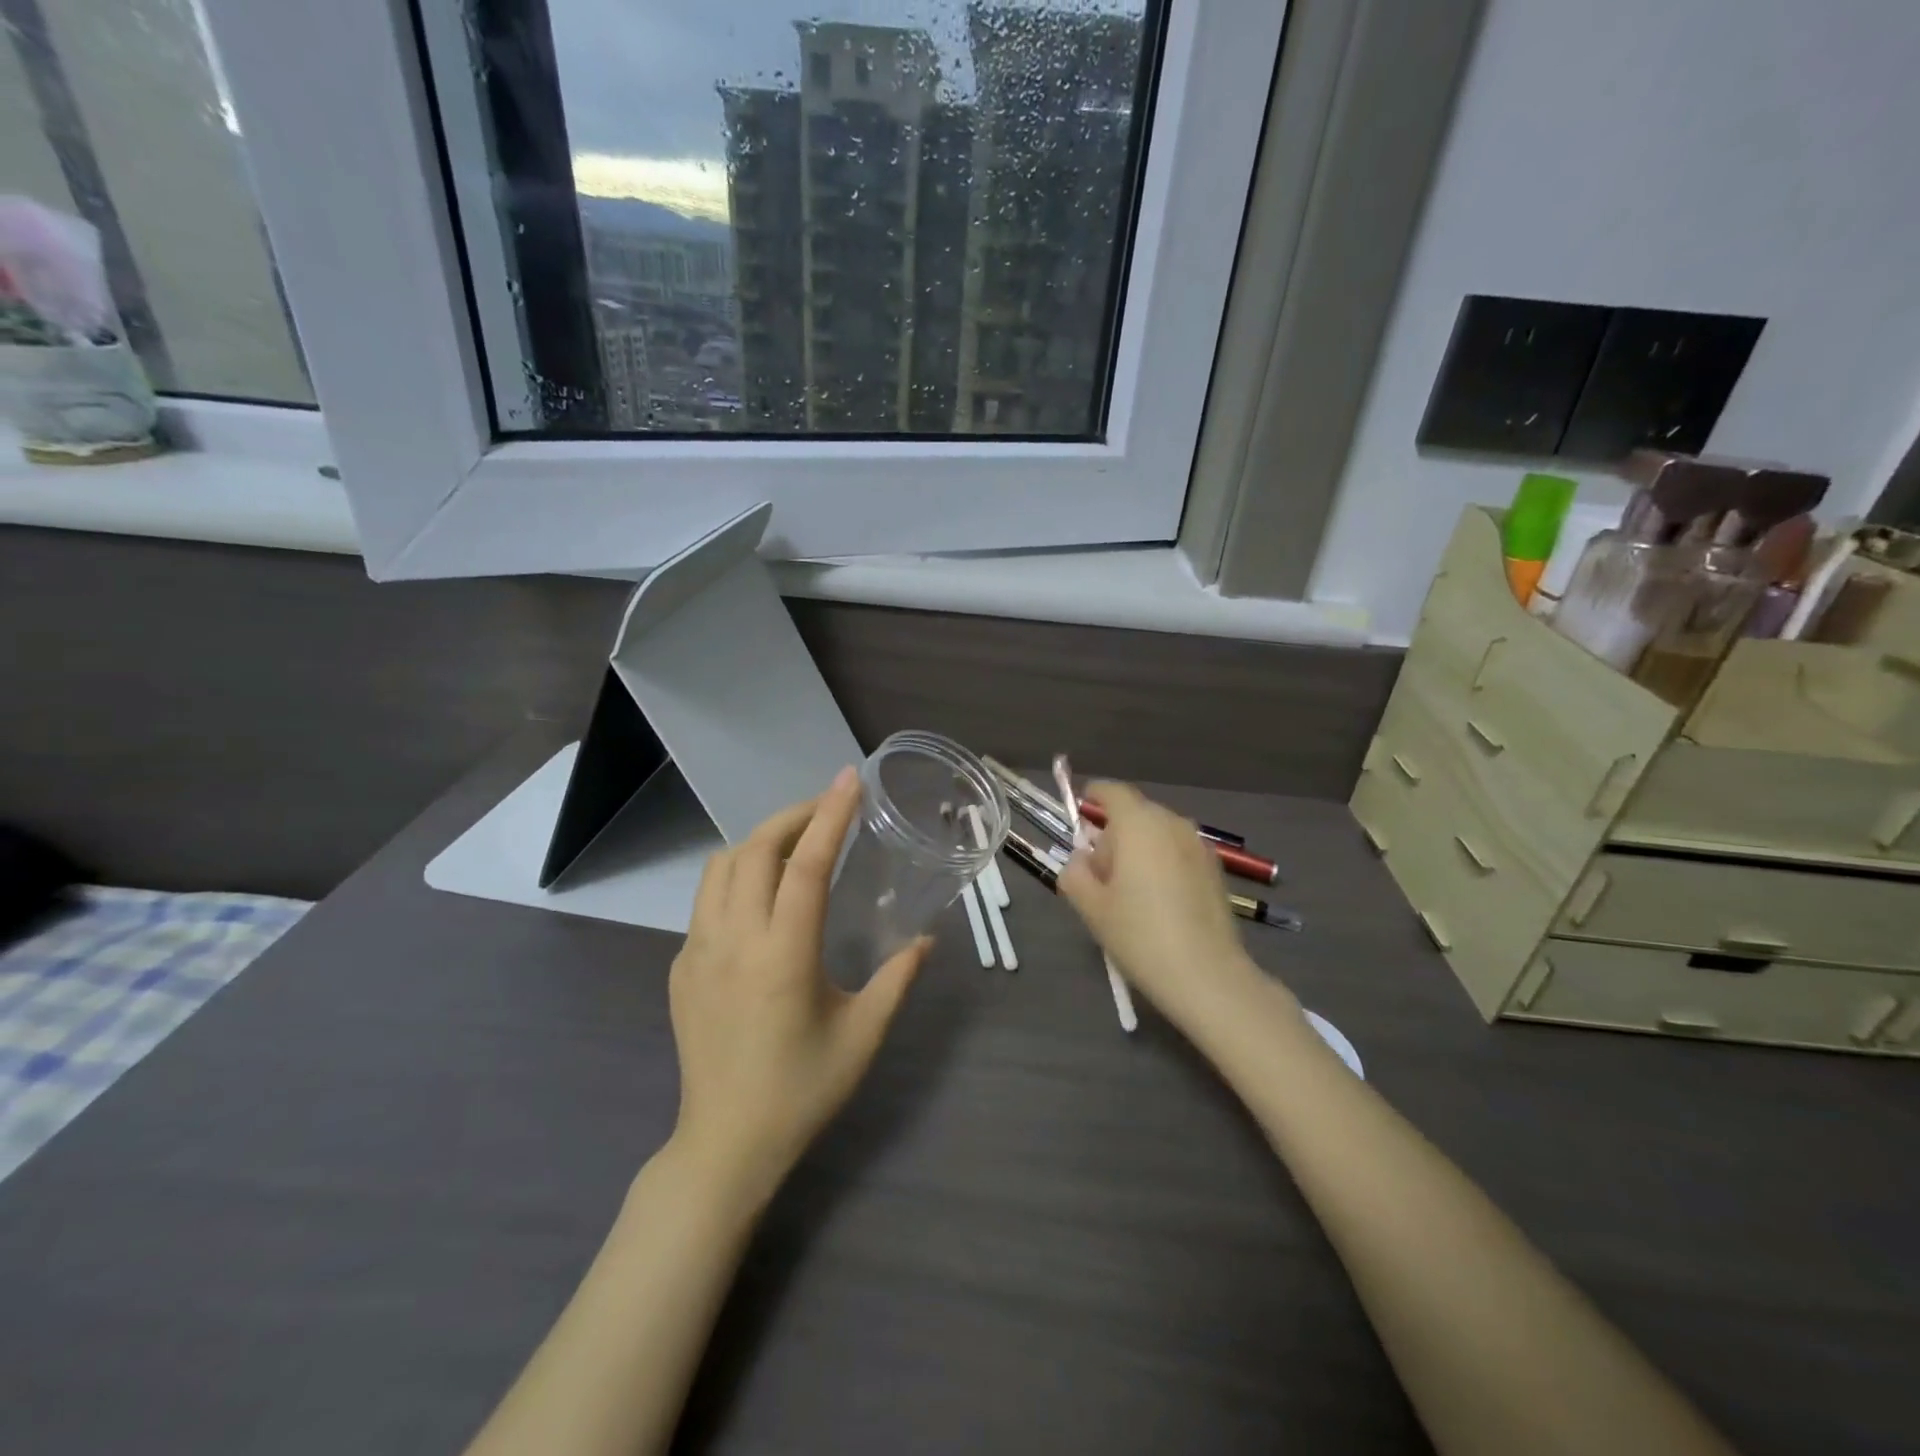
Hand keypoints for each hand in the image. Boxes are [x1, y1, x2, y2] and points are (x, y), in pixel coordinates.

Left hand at [666, 766, 929, 1207]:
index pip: (806, 865)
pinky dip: (737, 876)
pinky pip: (707, 899)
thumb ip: (897, 979)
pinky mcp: (680, 966)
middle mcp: (733, 941)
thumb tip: (925, 939)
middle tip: (829, 809)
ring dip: (760, 842)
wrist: (725, 1145)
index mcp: (783, 956)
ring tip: (796, 846)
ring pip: (722, 866)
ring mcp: (697, 951)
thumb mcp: (863, 1035)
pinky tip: (763, 898)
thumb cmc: (802, 1090)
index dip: (830, 815)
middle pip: (756, 849)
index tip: (849, 778)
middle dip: (795, 816)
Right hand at [1057, 781, 1277, 1036]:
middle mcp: (1172, 824)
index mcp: (1138, 824)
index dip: (1094, 796)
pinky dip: (1162, 862)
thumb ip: (1075, 873)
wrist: (1206, 976)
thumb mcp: (1091, 906)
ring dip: (1140, 847)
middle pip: (1136, 813)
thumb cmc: (1139, 934)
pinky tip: (1157, 900)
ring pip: (1159, 833)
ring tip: (1129, 890)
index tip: (1081, 809)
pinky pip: (1178, 851)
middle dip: (1115, 832)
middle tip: (1099, 871)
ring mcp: (1199, 845)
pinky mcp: (1215, 869)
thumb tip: (1080, 860)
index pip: (1112, 792)